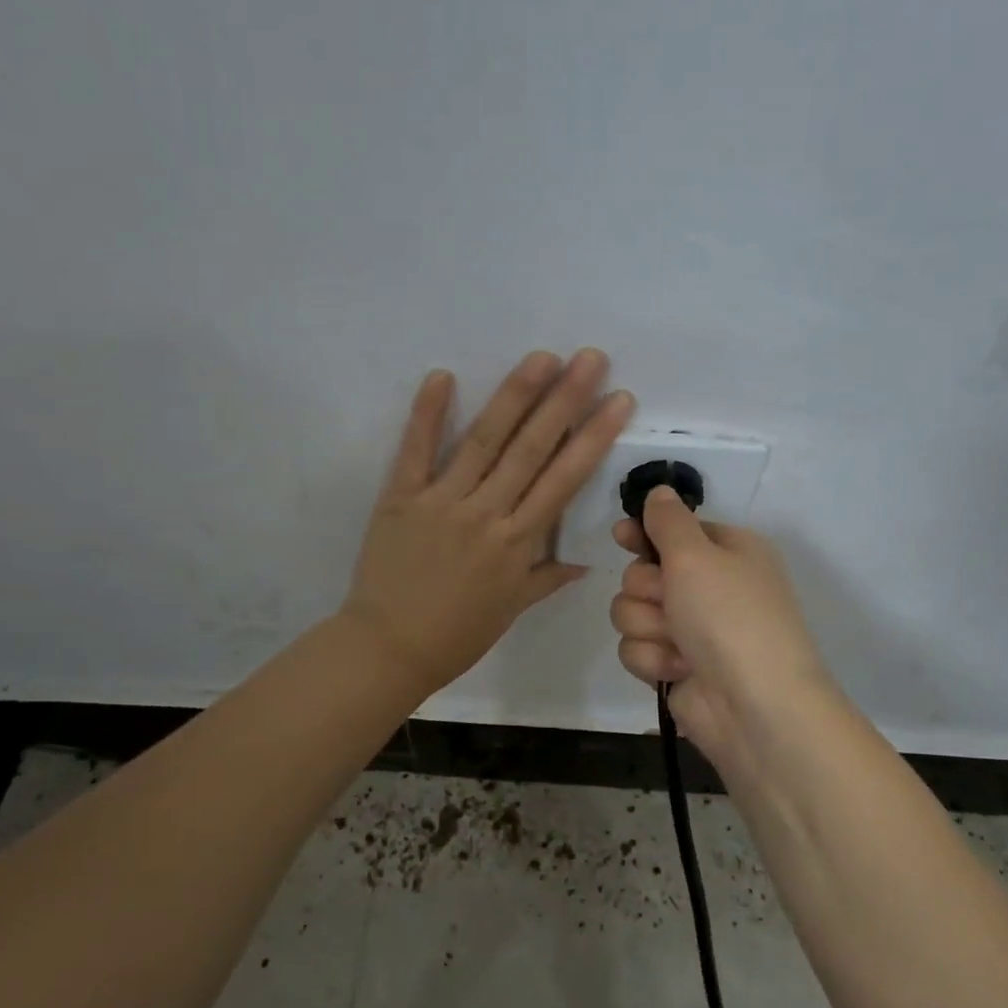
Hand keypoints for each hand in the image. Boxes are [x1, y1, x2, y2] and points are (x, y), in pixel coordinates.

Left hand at [343, 349, 634, 697]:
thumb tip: (584, 562)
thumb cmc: (456, 635)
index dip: (594, 437)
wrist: (388, 649)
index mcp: (518, 542)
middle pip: (531, 449)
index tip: (618, 400)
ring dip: (514, 396)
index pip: (564, 480)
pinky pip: (415, 451)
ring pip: (484, 441)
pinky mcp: (401, 498)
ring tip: (542, 358)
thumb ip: (546, 579)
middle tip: (589, 358)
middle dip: (565, 401)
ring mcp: (442, 501)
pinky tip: (441, 376)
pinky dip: (427, 414)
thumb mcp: (510, 610)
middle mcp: (486, 513)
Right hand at [610, 488, 832, 764]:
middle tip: (670, 600)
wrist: (754, 705)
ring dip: (647, 626)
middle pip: (642, 572)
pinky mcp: (673, 666)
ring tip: (677, 643)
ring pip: (631, 611)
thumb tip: (659, 492)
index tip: (621, 536)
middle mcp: (709, 587)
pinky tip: (677, 670)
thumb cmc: (729, 616)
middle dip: (647, 589)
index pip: (674, 531)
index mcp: (728, 552)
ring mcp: (690, 630)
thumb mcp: (697, 554)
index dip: (644, 534)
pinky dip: (652, 658)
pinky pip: (636, 648)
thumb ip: (668, 521)